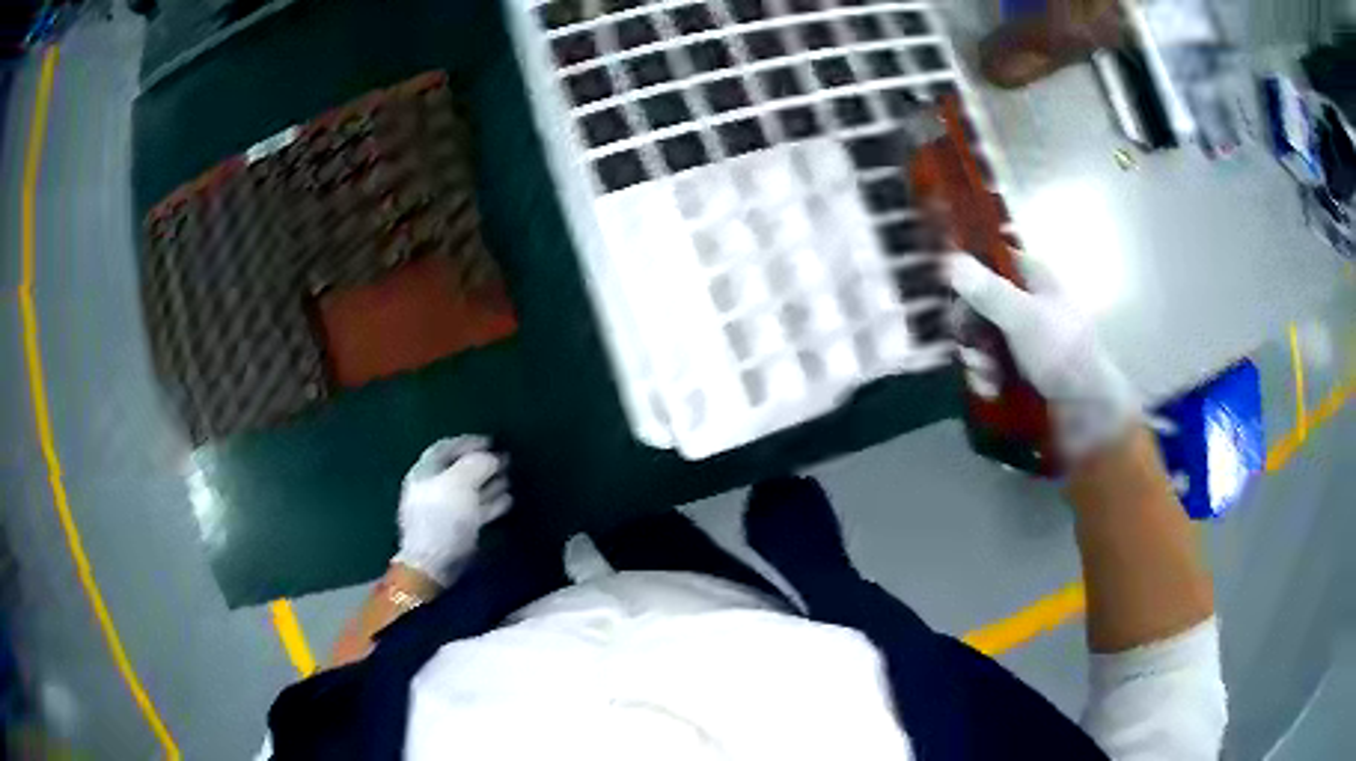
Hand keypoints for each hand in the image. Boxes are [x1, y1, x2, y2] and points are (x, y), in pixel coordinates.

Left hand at [392, 436, 511, 585]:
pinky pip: (475, 511)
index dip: (467, 442)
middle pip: (458, 470)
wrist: (435, 563)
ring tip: (510, 480)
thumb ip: (476, 464)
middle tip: (505, 460)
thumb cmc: (443, 516)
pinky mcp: (455, 531)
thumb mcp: (460, 482)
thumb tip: (489, 458)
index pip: (445, 448)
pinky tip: (507, 502)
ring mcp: (443, 511)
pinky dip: (490, 504)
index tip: (491, 441)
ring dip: (489, 484)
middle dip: (482, 464)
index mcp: (425, 472)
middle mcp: (432, 488)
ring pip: (469, 491)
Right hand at [947, 255, 1139, 462]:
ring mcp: (1020, 335)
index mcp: (1030, 277)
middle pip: (976, 300)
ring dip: (975, 357)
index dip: (963, 272)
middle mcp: (1024, 301)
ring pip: (978, 336)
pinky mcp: (1016, 367)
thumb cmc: (1065, 355)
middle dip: (967, 327)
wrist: (1088, 413)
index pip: (987, 258)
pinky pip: (987, 363)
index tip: (945, 293)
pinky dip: (984, 377)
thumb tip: (951, 259)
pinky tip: (991, 390)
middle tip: (967, 344)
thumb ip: (989, 291)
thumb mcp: (1026, 319)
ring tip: (986, 375)